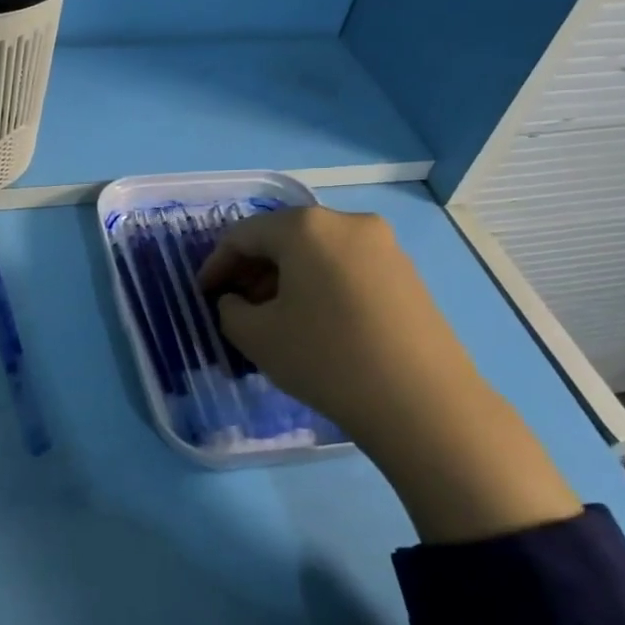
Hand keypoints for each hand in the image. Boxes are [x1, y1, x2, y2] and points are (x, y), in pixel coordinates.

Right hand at [200, 207, 578, 544]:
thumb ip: (229, 309)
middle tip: (236, 306)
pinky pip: (346, 267)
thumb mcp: (256, 336)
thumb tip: (236, 300)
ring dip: (285, 278)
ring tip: (273, 318)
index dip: (216, 264)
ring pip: (317, 252)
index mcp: (306, 227)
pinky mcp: (406, 273)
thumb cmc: (325, 358)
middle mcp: (348, 222)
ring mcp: (384, 246)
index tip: (203, 295)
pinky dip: (319, 285)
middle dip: (252, 270)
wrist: (420, 402)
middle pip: (283, 237)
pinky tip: (314, 322)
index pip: (243, 235)